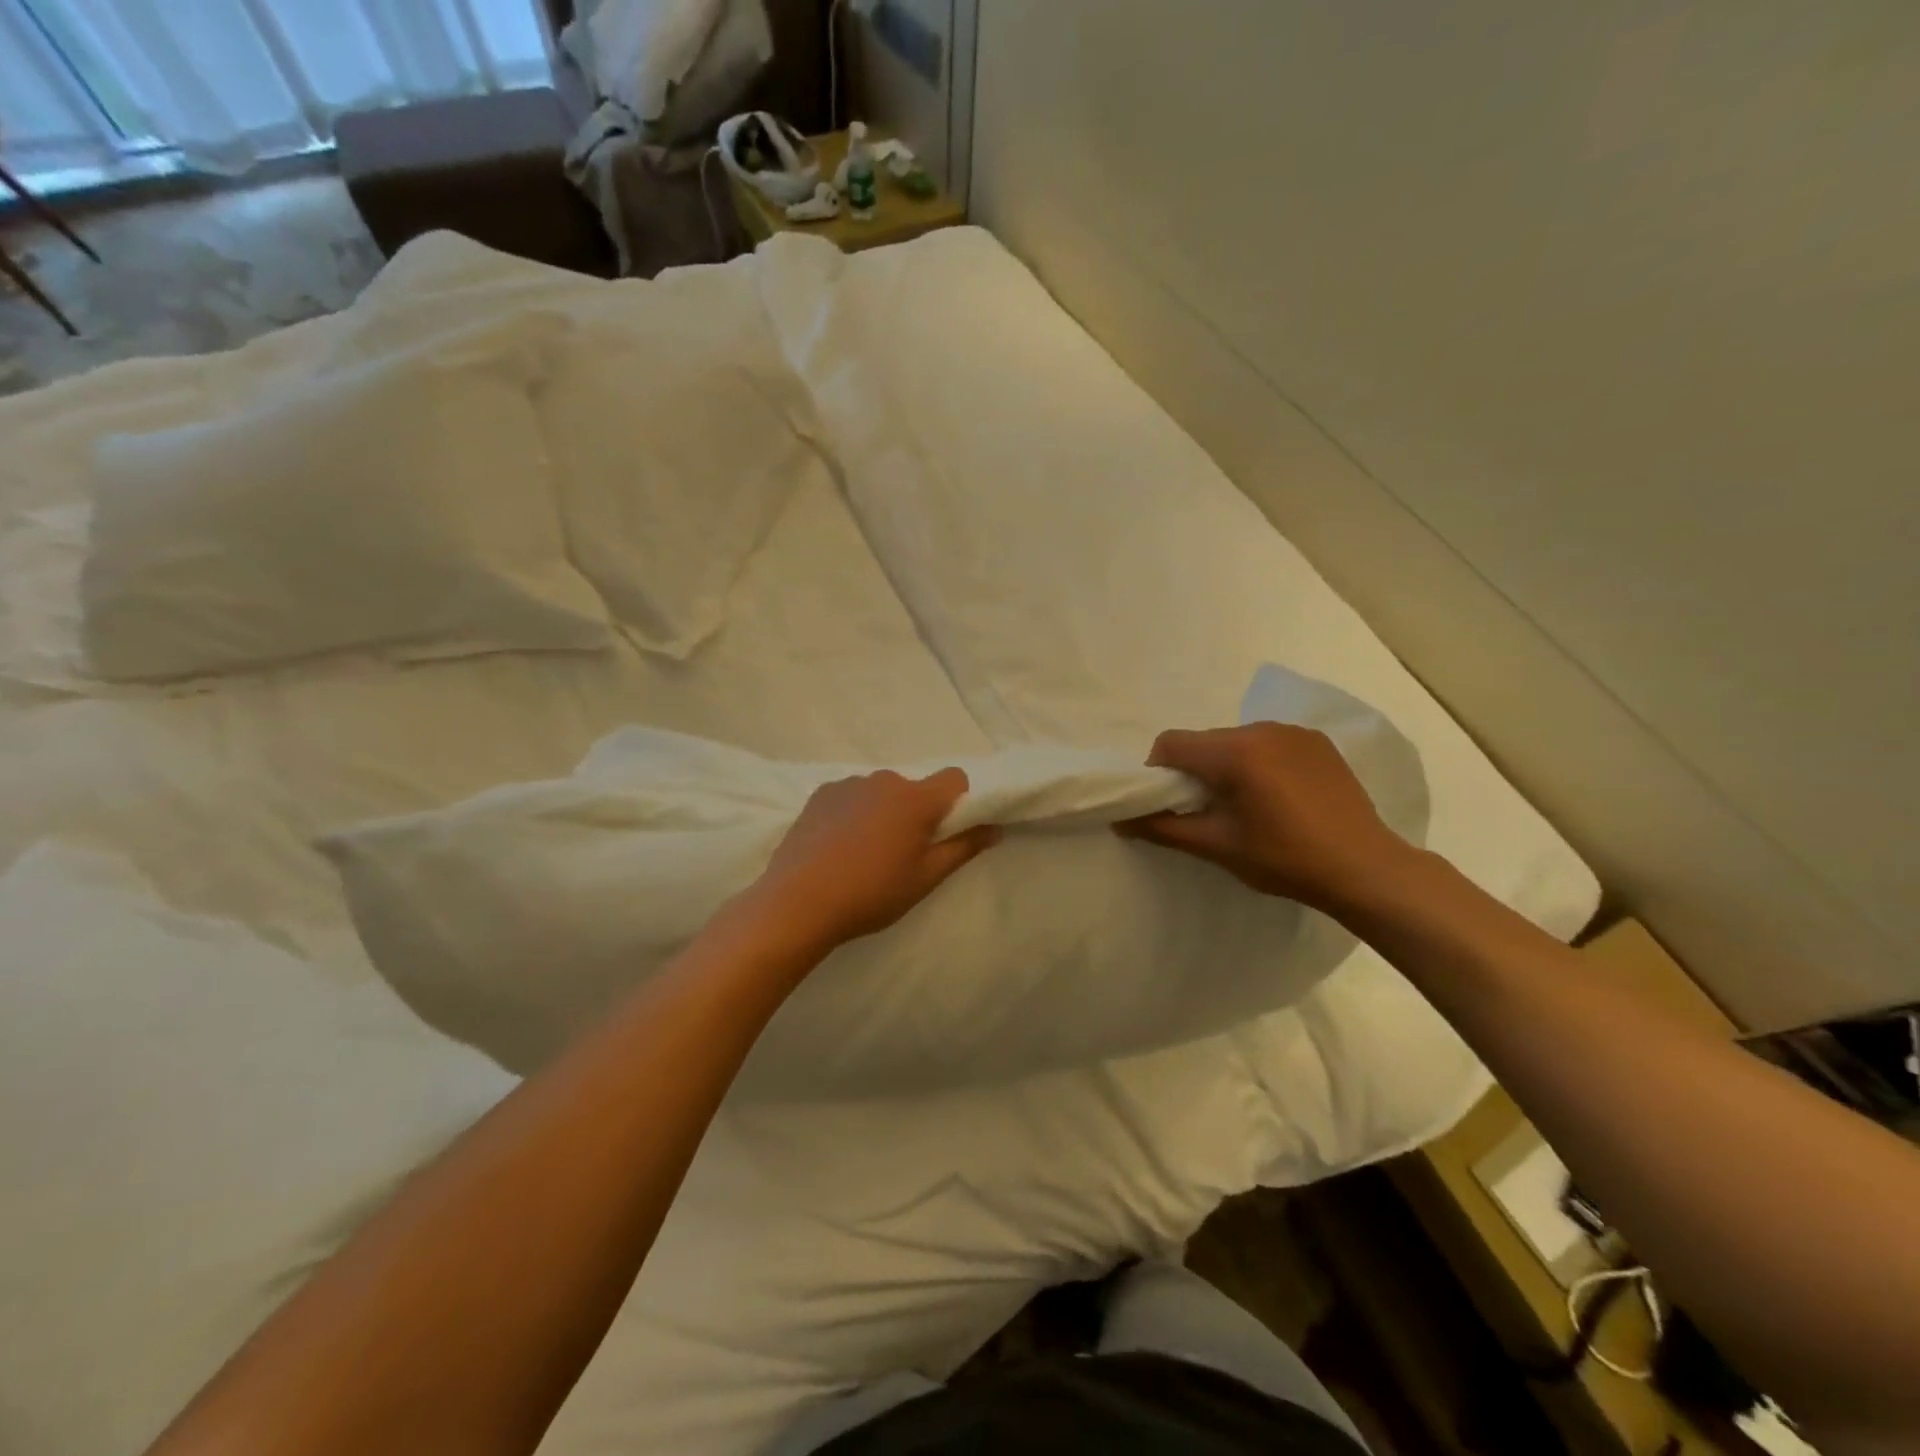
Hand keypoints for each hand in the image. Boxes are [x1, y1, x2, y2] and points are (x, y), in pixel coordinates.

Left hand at [743, 768, 1000, 954]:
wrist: (798, 902)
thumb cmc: (872, 893)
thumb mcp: (925, 878)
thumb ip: (963, 848)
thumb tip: (993, 827)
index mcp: (916, 799)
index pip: (955, 778)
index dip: (959, 801)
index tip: (947, 831)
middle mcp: (884, 780)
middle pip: (915, 788)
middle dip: (916, 812)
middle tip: (903, 853)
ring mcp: (849, 784)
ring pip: (881, 793)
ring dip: (883, 812)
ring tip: (864, 853)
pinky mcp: (820, 794)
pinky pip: (851, 797)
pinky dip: (854, 813)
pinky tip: (838, 846)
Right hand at [1117, 723, 1416, 913]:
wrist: (1367, 868)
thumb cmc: (1285, 859)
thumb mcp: (1217, 846)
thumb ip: (1163, 828)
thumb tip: (1120, 820)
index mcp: (1235, 752)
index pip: (1171, 743)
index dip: (1157, 772)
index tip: (1169, 804)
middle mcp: (1261, 729)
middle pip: (1204, 741)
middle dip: (1193, 771)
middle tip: (1205, 811)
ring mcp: (1293, 732)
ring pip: (1235, 741)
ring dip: (1226, 766)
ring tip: (1245, 806)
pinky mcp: (1317, 742)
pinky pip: (1268, 743)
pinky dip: (1258, 763)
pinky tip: (1277, 798)